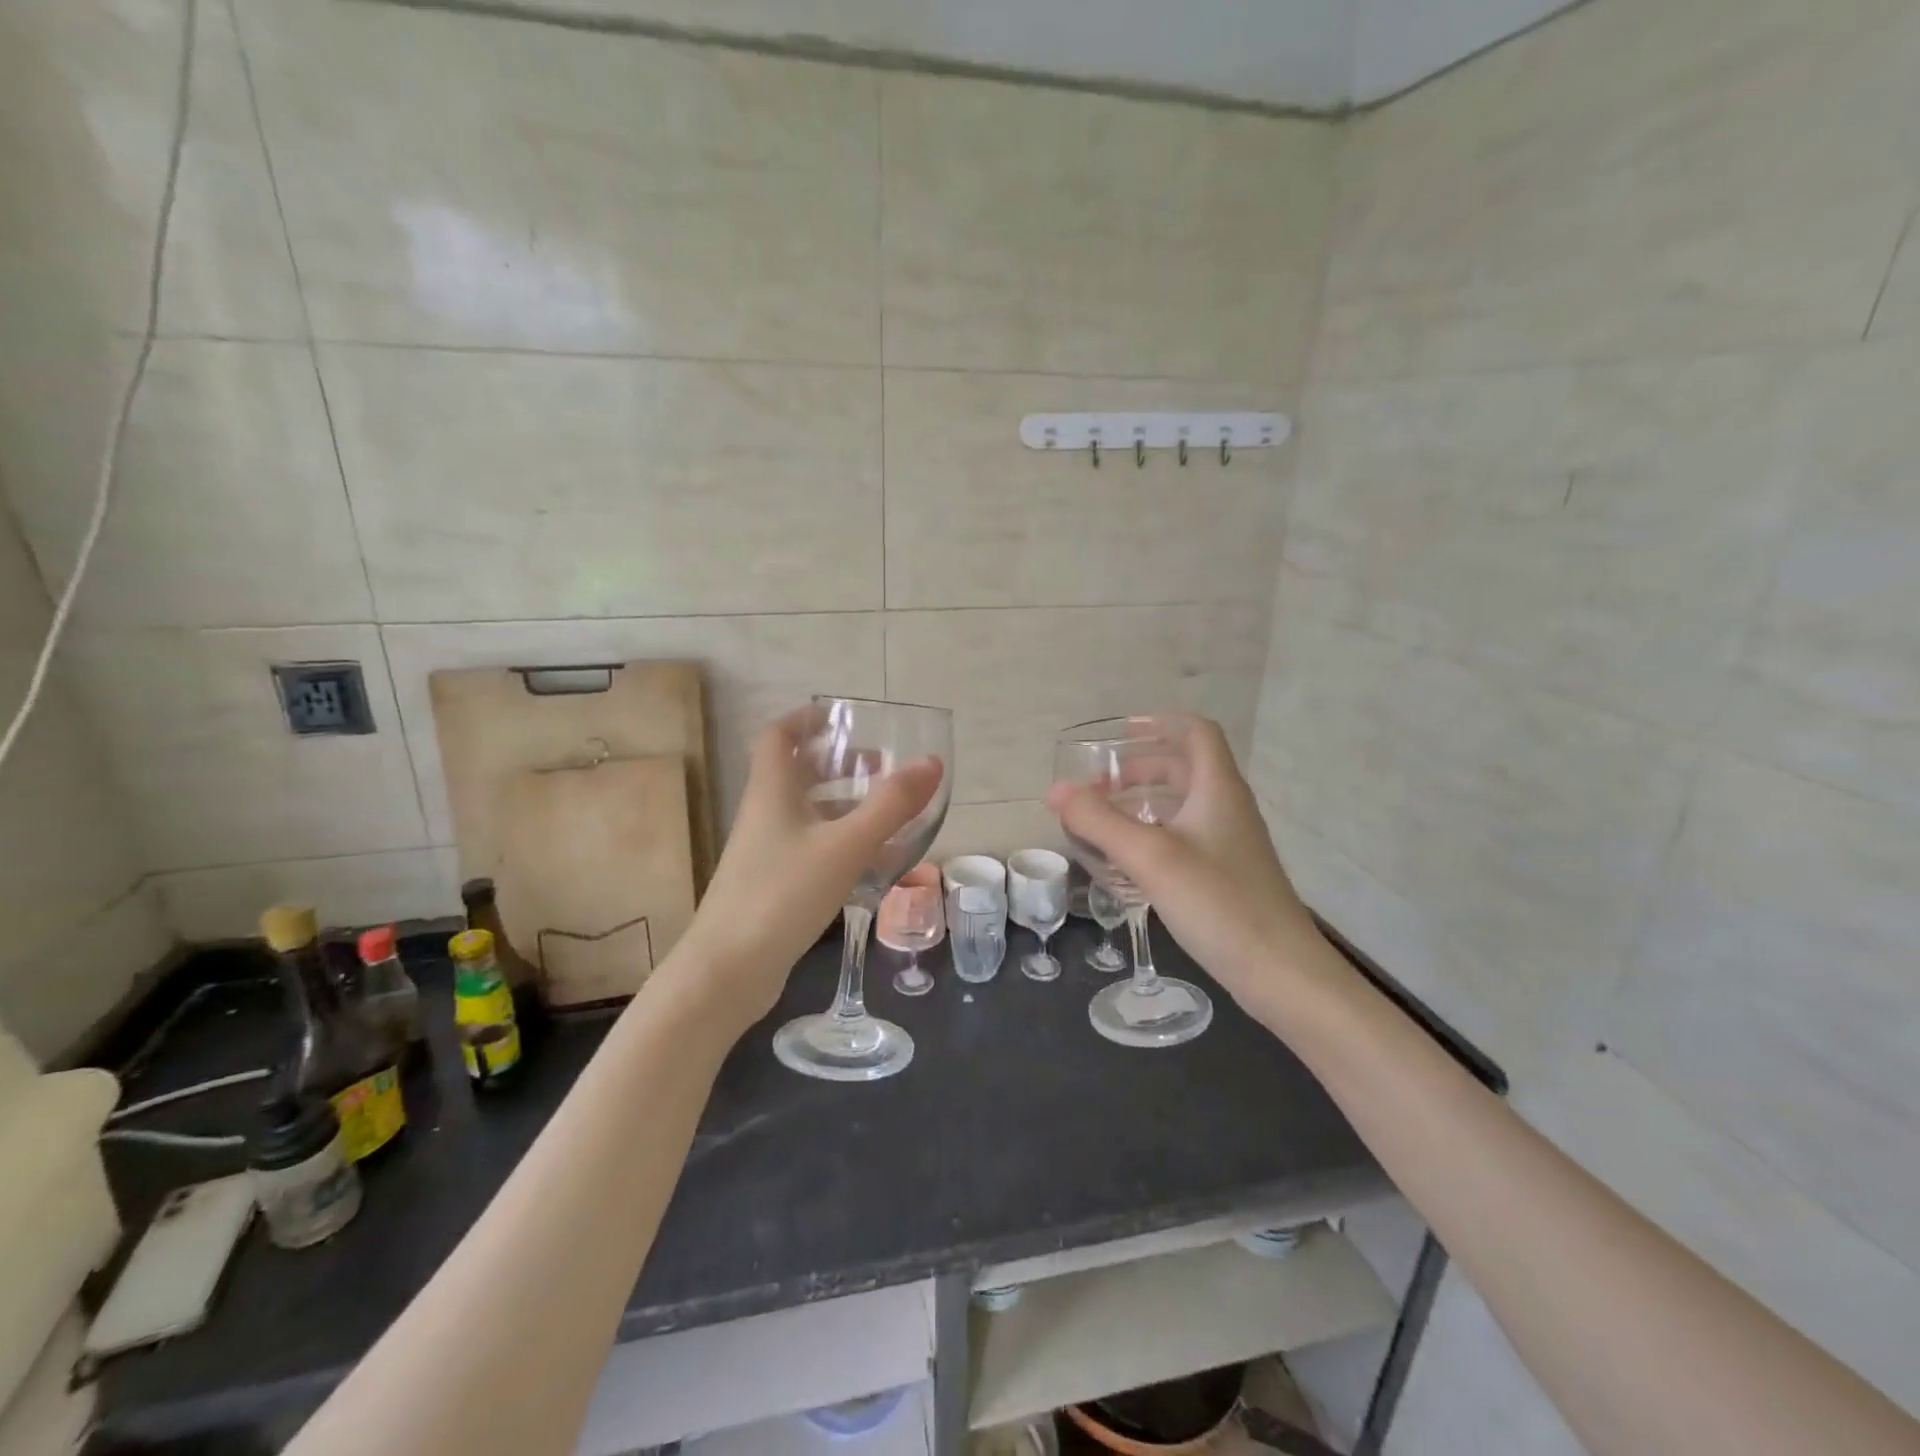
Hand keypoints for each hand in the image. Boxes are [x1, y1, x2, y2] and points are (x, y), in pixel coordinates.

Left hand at [660, 708, 941, 1030]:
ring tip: (885, 809)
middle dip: (837, 762)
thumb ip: (891, 805)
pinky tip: (872, 860)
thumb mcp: (845, 845)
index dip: (806, 718)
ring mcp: (765, 852)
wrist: (728, 970)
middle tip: (879, 764)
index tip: (842, 716)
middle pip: (796, 773)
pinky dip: (840, 842)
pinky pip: (811, 848)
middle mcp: (764, 814)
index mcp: (772, 791)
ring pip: (806, 813)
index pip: (779, 736)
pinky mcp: (772, 885)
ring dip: (843, 804)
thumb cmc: (782, 893)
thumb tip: (930, 763)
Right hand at [1045, 715, 1324, 1010]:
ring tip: (1104, 820)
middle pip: (1183, 767)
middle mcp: (1227, 808)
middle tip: (1098, 787)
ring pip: (1182, 805)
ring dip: (1143, 802)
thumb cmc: (1218, 903)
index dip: (1158, 724)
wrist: (1281, 973)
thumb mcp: (1150, 857)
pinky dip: (1153, 834)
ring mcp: (1230, 844)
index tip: (1117, 735)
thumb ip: (1100, 821)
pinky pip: (1185, 837)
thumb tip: (1056, 790)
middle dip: (1138, 768)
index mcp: (1218, 789)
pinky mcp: (1227, 875)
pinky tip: (1130, 862)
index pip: (1195, 732)